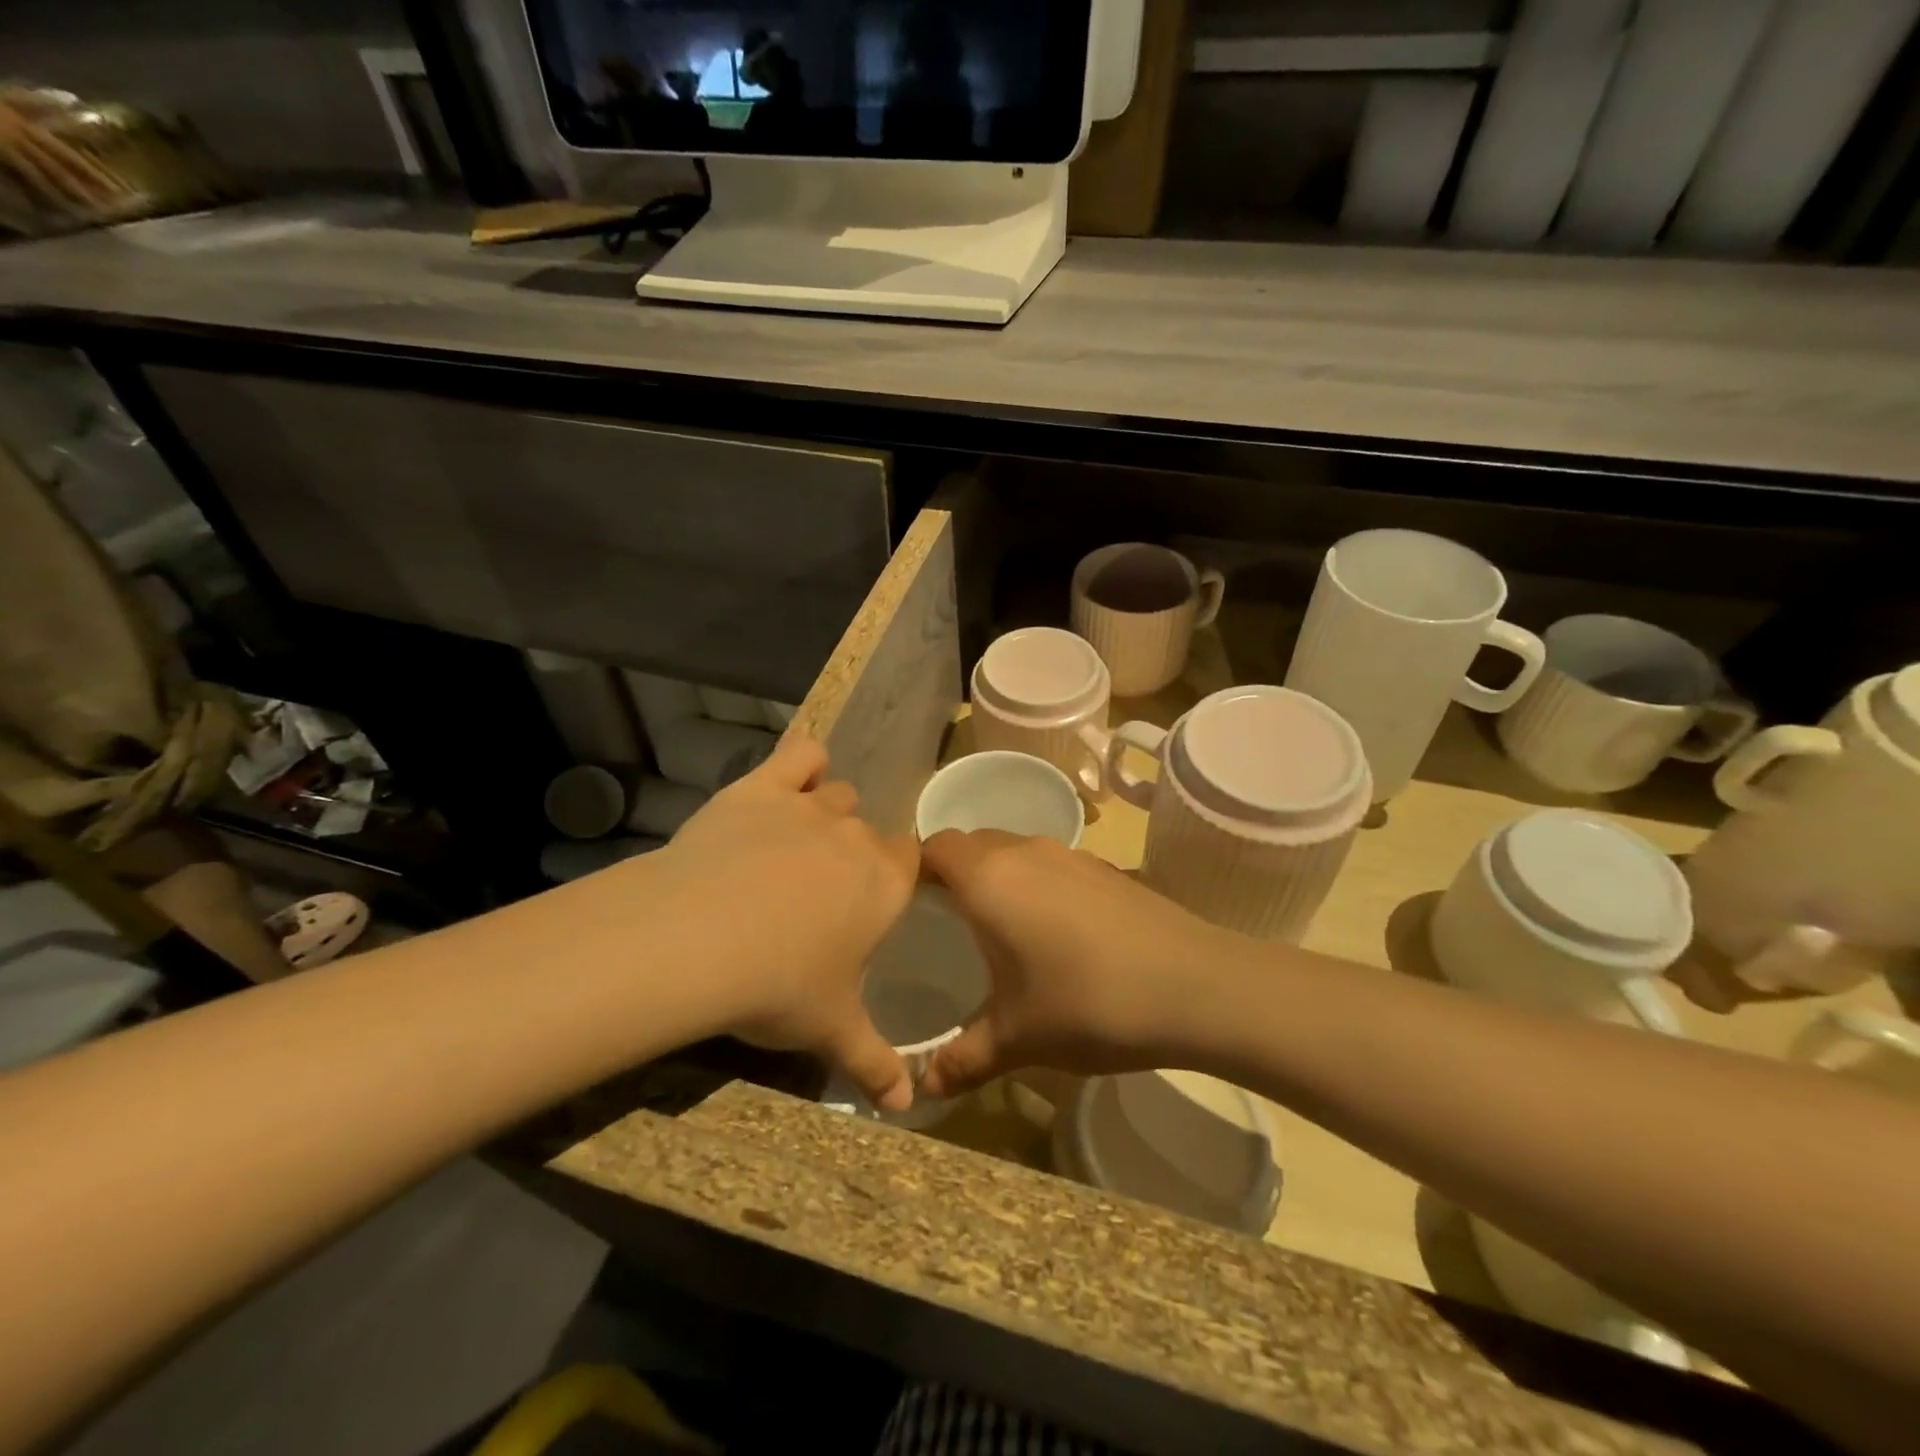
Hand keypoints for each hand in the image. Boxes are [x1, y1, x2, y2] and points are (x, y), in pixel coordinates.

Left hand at [657, 735, 918, 1109]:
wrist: (699, 939)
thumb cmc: (779, 986)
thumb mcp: (831, 1031)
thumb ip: (874, 1063)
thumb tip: (907, 1108)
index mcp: (885, 883)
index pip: (912, 861)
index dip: (897, 875)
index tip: (876, 900)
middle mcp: (856, 836)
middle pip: (870, 829)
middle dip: (855, 853)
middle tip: (824, 891)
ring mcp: (809, 806)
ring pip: (837, 794)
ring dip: (827, 813)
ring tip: (797, 847)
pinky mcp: (762, 787)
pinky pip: (798, 755)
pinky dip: (800, 763)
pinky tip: (789, 780)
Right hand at [917, 830, 1246, 1099]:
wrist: (1198, 987)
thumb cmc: (1090, 1004)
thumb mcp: (1017, 1038)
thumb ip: (962, 1060)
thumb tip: (922, 1090)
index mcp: (990, 879)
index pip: (934, 847)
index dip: (914, 871)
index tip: (907, 910)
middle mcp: (1025, 851)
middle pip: (972, 843)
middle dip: (953, 874)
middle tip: (946, 925)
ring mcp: (1070, 854)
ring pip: (1013, 850)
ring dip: (998, 877)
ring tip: (1000, 930)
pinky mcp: (1104, 867)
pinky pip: (1050, 863)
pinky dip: (1036, 884)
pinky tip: (1056, 934)